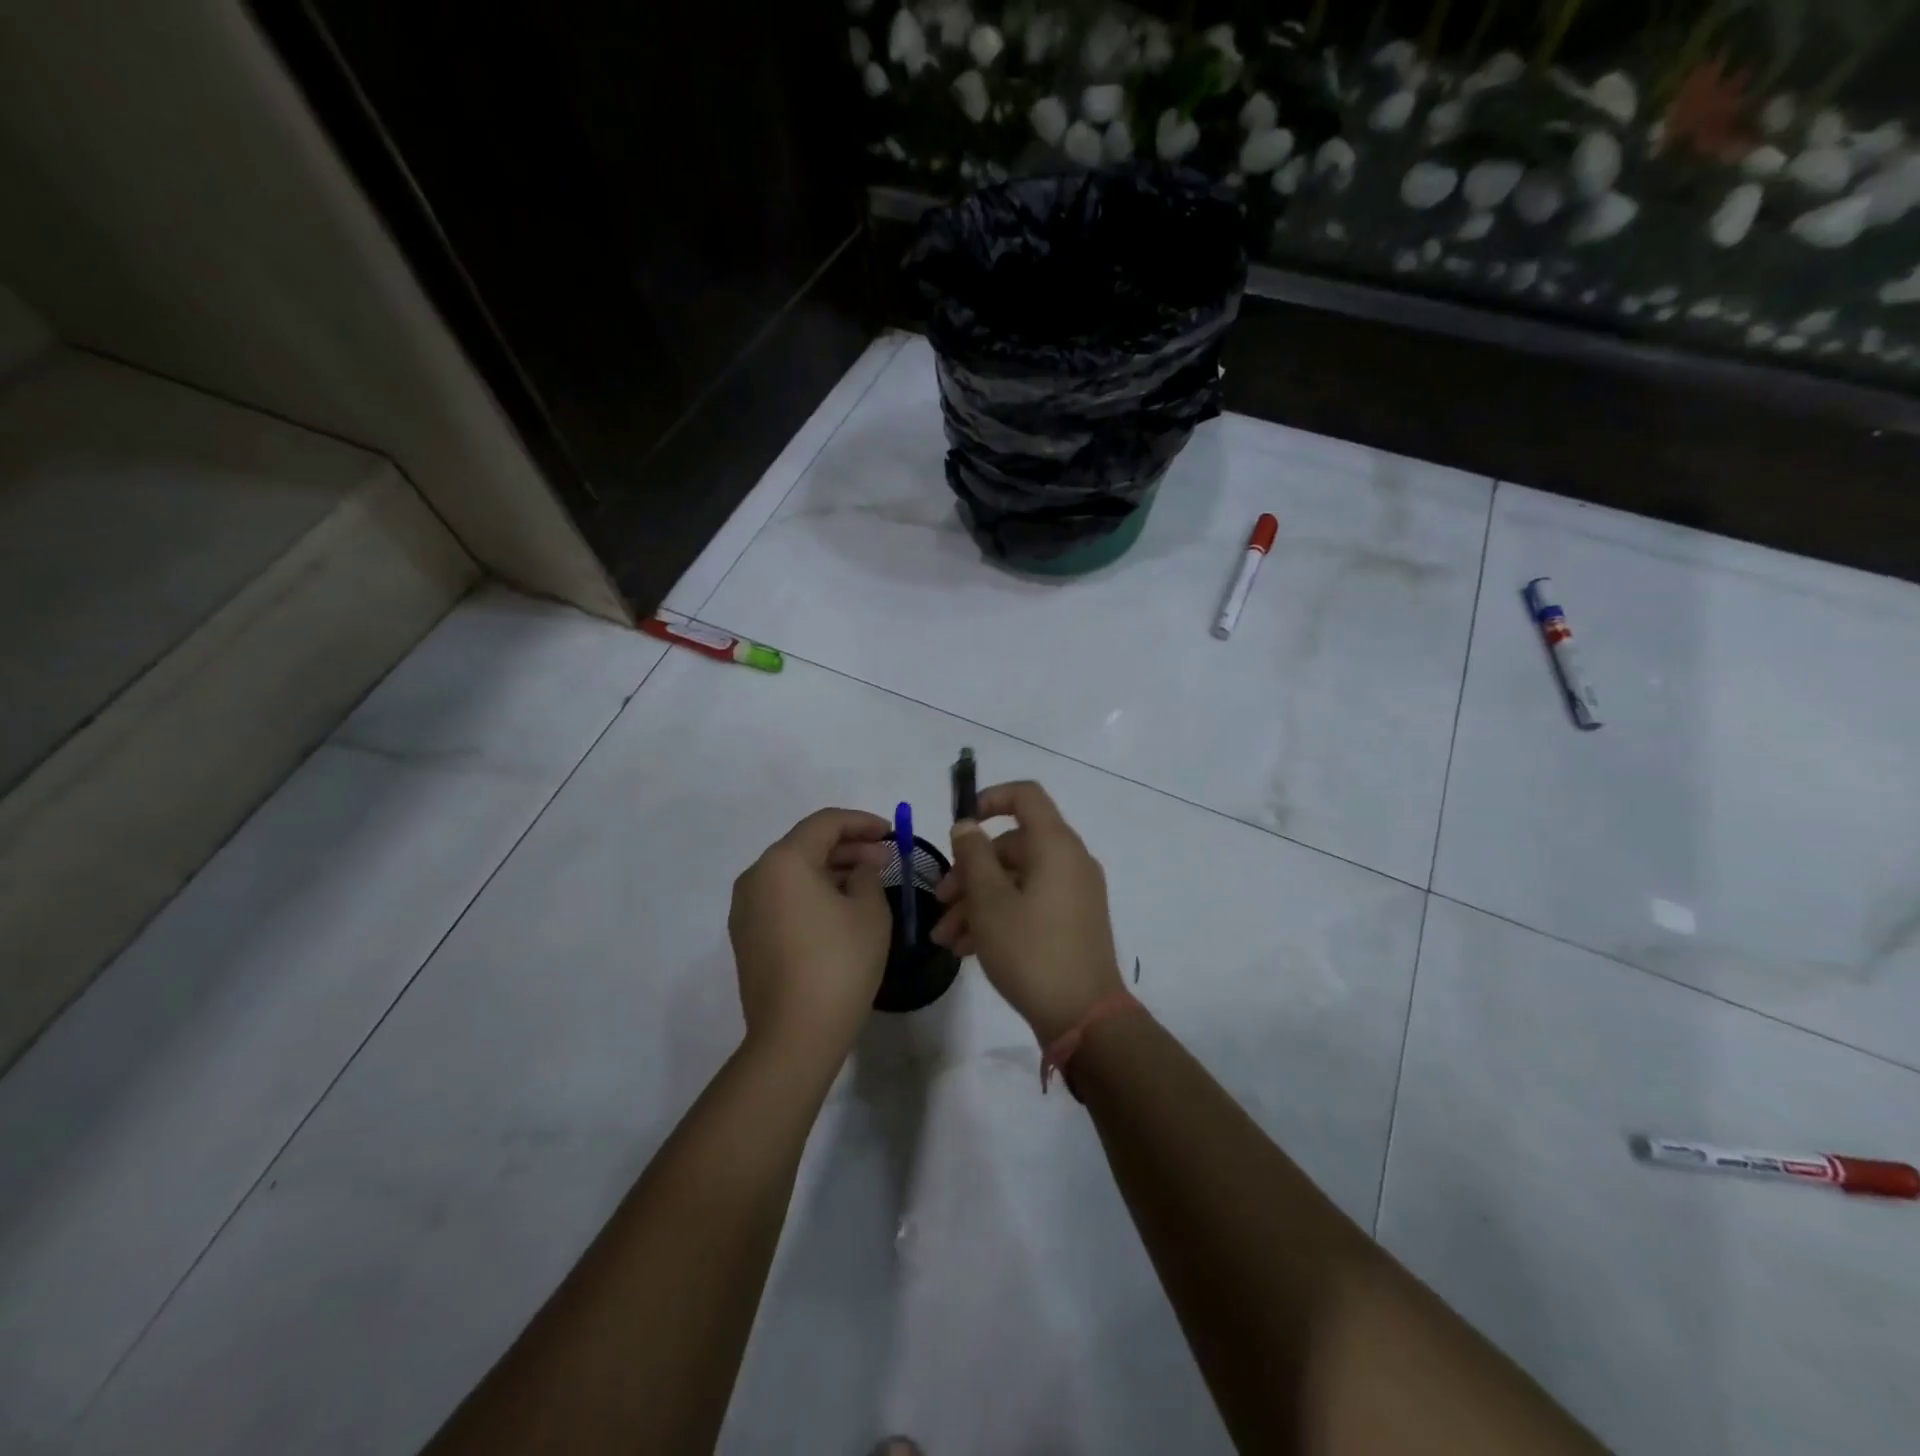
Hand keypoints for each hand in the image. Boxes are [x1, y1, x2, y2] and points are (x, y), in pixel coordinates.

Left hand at [729, 808, 893, 1071]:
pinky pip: (782, 898)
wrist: (795, 1035)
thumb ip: (867, 875)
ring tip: (866, 882)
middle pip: (805, 845)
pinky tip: (840, 908)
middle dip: (848, 847)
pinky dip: (811, 893)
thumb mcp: (869, 911)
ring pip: (792, 872)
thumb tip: (860, 866)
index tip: (891, 833)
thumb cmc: (839, 963)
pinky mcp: (746, 936)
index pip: (826, 823)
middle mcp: (756, 876)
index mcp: (784, 861)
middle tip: (884, 859)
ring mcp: (745, 909)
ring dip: (830, 870)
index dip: (862, 822)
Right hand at [932, 782, 1124, 1043]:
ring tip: (945, 938)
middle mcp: (1069, 861)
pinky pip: (1029, 903)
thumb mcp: (989, 902)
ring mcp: (1073, 892)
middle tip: (940, 903)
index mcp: (1055, 845)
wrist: (1083, 1016)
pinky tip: (966, 948)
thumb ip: (973, 856)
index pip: (1026, 796)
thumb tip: (967, 825)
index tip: (961, 825)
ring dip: (977, 902)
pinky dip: (999, 916)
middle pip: (1012, 846)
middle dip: (969, 871)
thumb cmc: (1030, 950)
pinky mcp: (1071, 921)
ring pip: (1015, 880)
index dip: (990, 799)